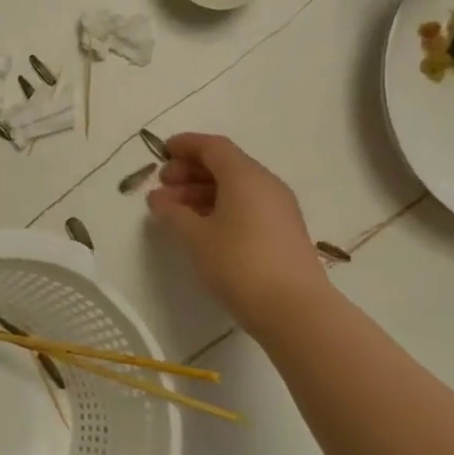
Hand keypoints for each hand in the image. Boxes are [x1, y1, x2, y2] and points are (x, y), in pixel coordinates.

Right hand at [146, 133, 326, 336]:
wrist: (294, 308)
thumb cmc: (239, 264)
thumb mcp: (196, 238)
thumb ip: (173, 214)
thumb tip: (159, 199)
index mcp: (245, 176)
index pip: (213, 147)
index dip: (186, 146)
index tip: (162, 152)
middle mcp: (266, 184)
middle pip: (225, 165)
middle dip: (190, 171)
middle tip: (163, 186)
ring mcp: (278, 208)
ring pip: (236, 187)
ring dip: (203, 192)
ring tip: (174, 212)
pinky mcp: (283, 231)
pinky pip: (247, 206)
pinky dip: (220, 207)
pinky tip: (202, 228)